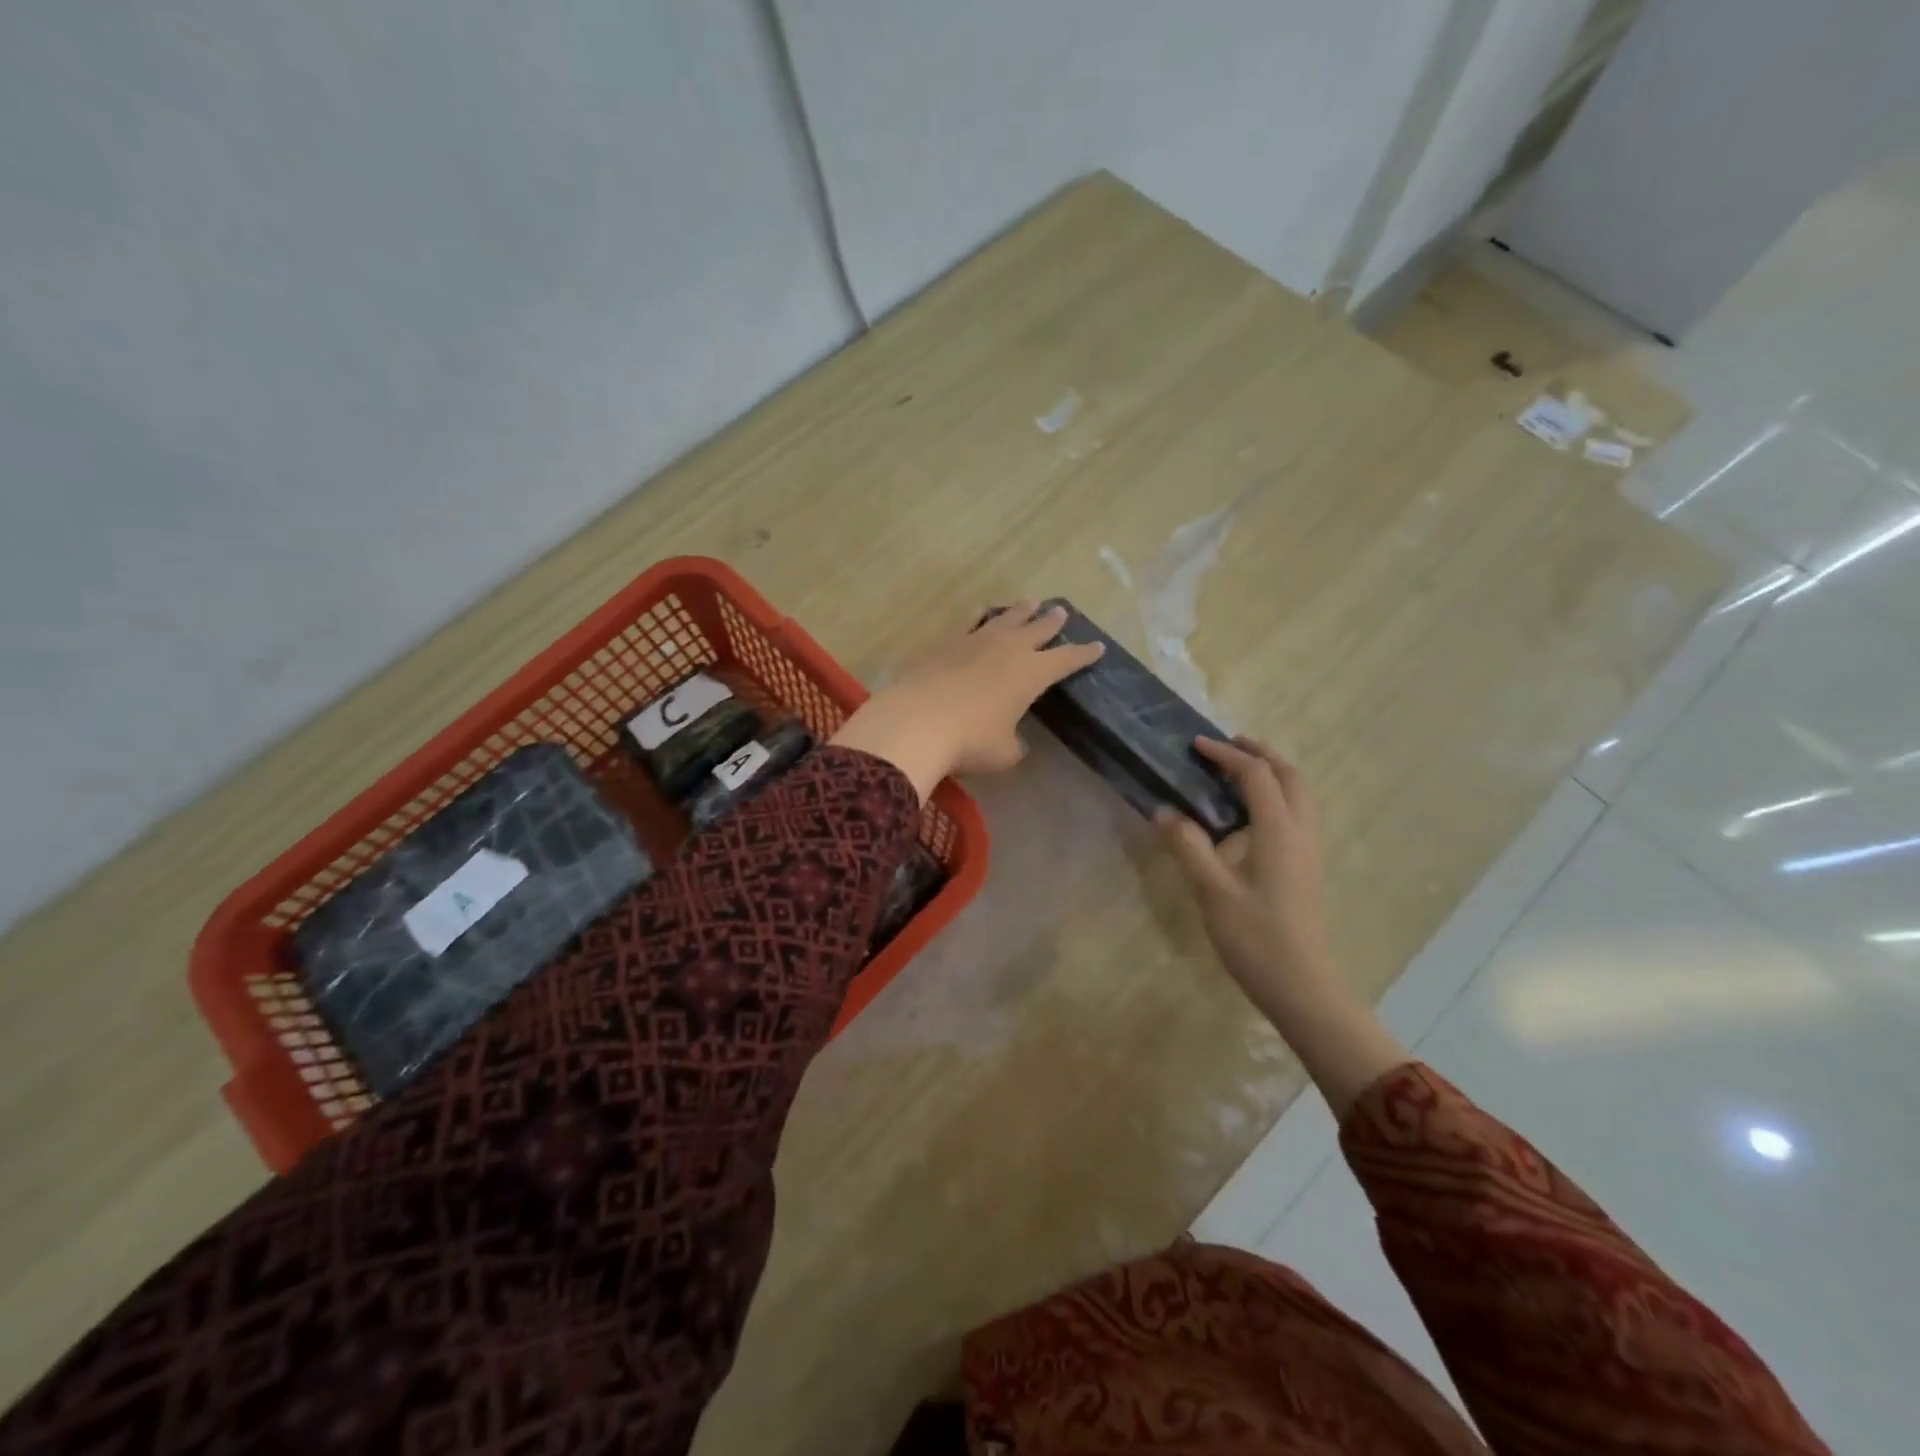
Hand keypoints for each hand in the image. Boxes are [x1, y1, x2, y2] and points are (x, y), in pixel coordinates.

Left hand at [830, 602, 1102, 799]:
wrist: (917, 722)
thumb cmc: (970, 741)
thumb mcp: (1004, 753)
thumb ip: (1015, 744)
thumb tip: (1013, 741)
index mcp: (1031, 674)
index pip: (1066, 660)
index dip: (1083, 655)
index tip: (1097, 647)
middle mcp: (1008, 650)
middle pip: (1037, 630)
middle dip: (1051, 622)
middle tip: (1061, 611)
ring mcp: (975, 641)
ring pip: (1005, 619)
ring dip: (1020, 611)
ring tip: (1030, 602)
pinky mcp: (945, 642)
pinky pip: (968, 621)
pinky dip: (979, 615)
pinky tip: (982, 610)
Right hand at [1158, 738, 1407, 1117]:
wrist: (1301, 985)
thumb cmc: (1255, 936)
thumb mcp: (1211, 890)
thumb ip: (1187, 845)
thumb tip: (1161, 810)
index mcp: (1278, 830)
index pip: (1256, 775)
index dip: (1226, 755)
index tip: (1195, 745)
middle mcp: (1300, 831)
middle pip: (1289, 775)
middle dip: (1260, 753)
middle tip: (1226, 746)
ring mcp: (1308, 850)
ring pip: (1298, 794)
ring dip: (1271, 773)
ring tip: (1236, 772)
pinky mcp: (1306, 867)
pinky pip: (1295, 814)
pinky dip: (1274, 796)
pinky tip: (1248, 814)